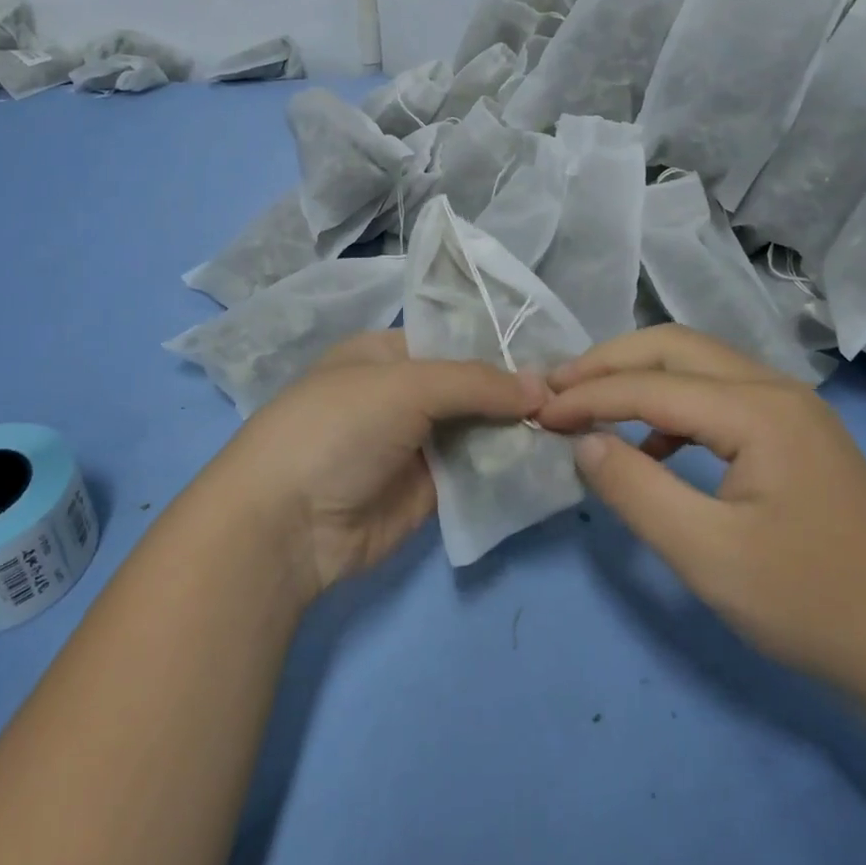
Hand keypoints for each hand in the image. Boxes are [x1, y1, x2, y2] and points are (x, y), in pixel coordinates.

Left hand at [202, 331, 546, 601]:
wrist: (287, 523)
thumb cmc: (338, 427)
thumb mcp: (405, 384)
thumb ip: (475, 382)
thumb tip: (542, 386)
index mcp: (386, 354)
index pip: (455, 341)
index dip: (502, 347)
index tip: (557, 355)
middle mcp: (402, 395)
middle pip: (471, 388)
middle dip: (516, 392)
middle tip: (578, 396)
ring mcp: (415, 445)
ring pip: (478, 431)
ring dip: (518, 431)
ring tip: (576, 426)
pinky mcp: (428, 493)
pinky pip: (475, 475)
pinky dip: (507, 469)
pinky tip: (551, 463)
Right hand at [539, 326, 865, 682]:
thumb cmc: (810, 602)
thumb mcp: (707, 555)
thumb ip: (636, 491)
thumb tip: (584, 443)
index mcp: (759, 410)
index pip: (651, 385)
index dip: (588, 396)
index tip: (537, 414)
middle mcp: (775, 389)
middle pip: (674, 347)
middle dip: (608, 363)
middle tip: (556, 389)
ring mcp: (790, 408)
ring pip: (696, 365)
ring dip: (637, 377)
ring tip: (589, 405)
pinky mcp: (792, 432)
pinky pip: (716, 396)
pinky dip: (670, 406)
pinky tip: (649, 445)